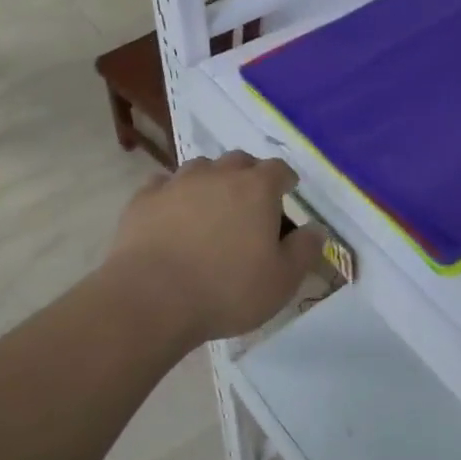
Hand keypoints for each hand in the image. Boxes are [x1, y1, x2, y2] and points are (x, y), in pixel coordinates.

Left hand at [107, 152, 326, 346]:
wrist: (152, 298)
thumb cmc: (227, 290)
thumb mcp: (282, 281)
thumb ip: (304, 250)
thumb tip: (316, 228)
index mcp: (257, 188)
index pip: (279, 169)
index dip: (285, 180)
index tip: (287, 192)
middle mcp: (219, 174)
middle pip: (239, 161)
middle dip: (248, 175)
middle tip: (250, 202)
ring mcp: (178, 182)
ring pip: (201, 168)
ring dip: (211, 181)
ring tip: (210, 207)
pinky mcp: (144, 198)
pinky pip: (164, 185)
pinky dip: (173, 194)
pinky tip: (171, 214)